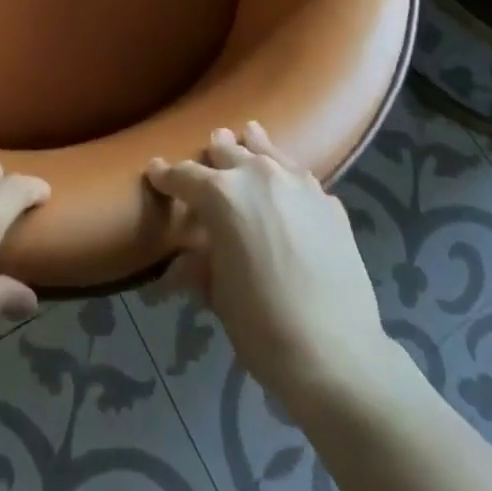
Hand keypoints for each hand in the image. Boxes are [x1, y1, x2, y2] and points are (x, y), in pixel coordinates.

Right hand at [147, 123, 388, 408]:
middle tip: (208, 150)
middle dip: (213, 153)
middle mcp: (258, 176)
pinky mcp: (329, 202)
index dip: (166, 175)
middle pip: (228, 151)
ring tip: (249, 136)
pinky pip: (300, 177)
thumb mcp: (218, 296)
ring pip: (268, 151)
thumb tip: (178, 267)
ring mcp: (298, 184)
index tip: (156, 170)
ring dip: (254, 147)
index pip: (184, 176)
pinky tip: (288, 187)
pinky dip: (287, 177)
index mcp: (221, 195)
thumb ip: (199, 267)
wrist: (335, 354)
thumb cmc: (261, 325)